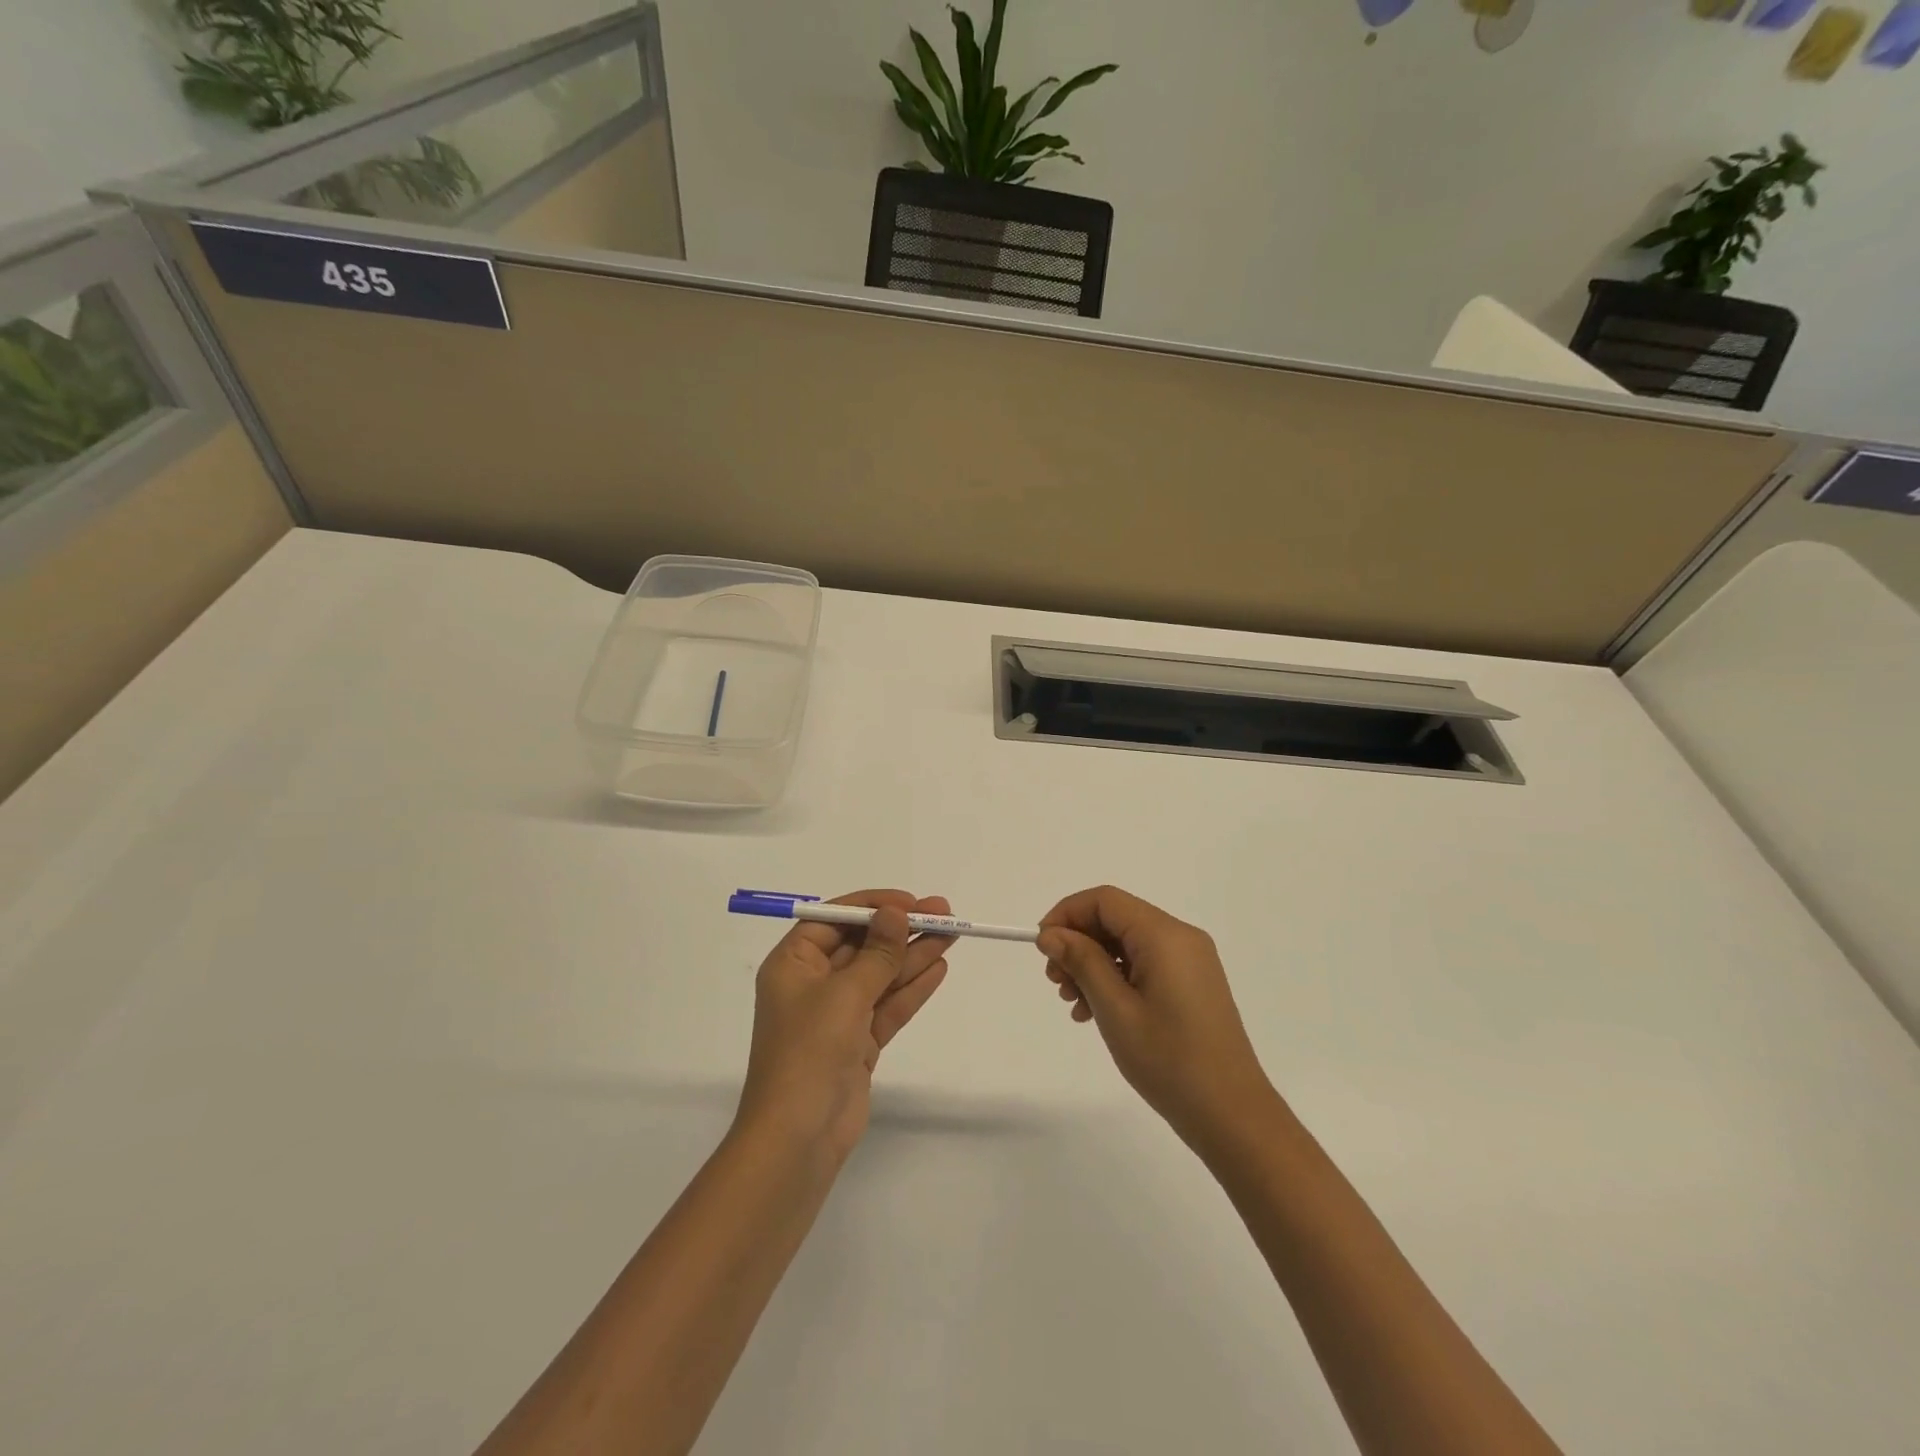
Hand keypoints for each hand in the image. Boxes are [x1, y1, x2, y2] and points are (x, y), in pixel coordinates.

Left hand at [736, 890, 954, 1164]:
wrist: (798, 1138)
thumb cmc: (809, 1052)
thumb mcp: (844, 994)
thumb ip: (876, 953)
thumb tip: (895, 913)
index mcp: (793, 964)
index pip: (833, 920)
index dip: (872, 907)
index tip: (909, 902)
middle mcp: (812, 984)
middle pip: (861, 945)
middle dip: (900, 929)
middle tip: (943, 912)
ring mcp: (836, 1016)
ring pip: (880, 975)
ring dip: (913, 954)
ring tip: (953, 933)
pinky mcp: (857, 1043)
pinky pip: (887, 1006)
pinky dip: (911, 988)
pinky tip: (939, 967)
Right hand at [1037, 886, 1274, 1147]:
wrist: (1232, 1115)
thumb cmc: (1169, 1060)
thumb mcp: (1115, 1009)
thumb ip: (1081, 962)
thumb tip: (1051, 934)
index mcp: (1165, 935)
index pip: (1105, 900)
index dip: (1067, 914)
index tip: (1042, 947)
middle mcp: (1181, 937)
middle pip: (1116, 919)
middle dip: (1078, 942)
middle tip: (1054, 982)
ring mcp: (1191, 961)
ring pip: (1127, 943)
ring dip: (1093, 964)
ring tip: (1072, 1002)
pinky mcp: (1193, 983)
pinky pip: (1145, 964)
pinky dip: (1115, 978)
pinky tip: (1096, 1012)